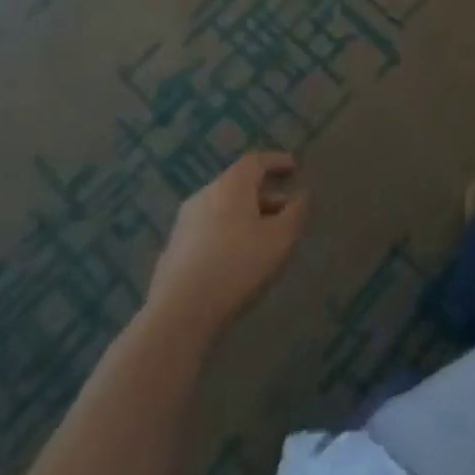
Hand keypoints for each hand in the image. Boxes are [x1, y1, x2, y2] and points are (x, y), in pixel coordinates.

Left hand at [146, 151, 308, 337]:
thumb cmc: (238, 266)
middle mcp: (205, 195)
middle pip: (238, 184)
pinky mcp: (174, 248)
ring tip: (263, 235)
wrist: (179, 313)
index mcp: (231, 185)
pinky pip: (208, 228)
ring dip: (245, 214)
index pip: (255, 161)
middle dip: (263, 193)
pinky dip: (227, 232)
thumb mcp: (280, 238)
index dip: (276, 161)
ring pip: (222, 207)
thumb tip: (301, 195)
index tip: (294, 167)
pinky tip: (236, 257)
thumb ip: (295, 212)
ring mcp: (185, 222)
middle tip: (284, 207)